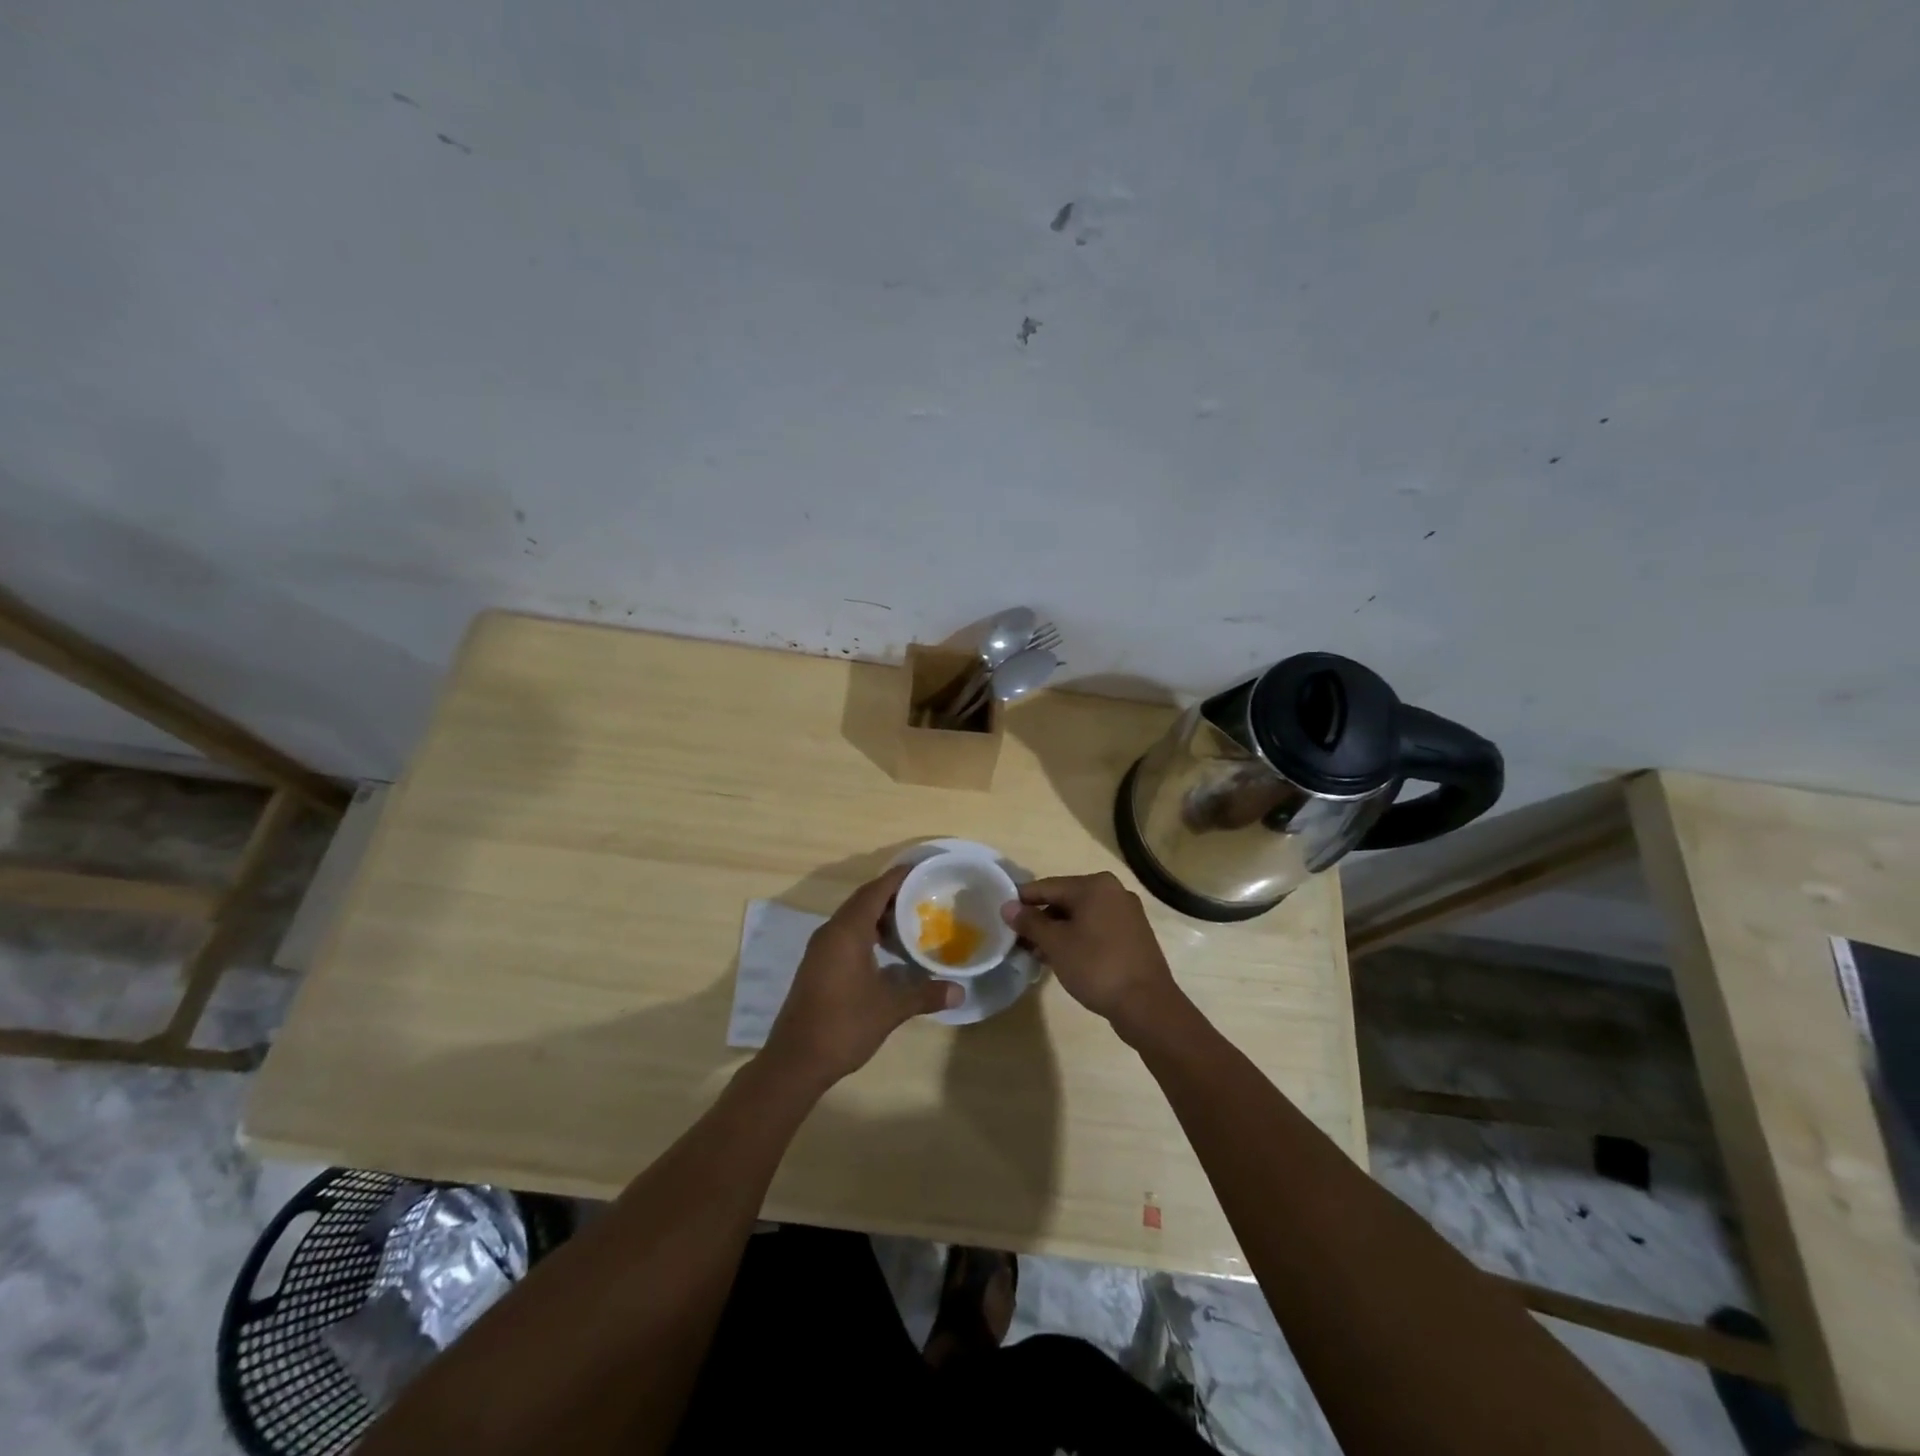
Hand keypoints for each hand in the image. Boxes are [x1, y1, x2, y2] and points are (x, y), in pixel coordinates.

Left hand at [762, 864, 959, 1088]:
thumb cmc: (844, 1025)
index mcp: (847, 932)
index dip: (898, 877)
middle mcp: (831, 932)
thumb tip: (960, 992)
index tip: (923, 870)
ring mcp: (820, 949)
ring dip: (878, 915)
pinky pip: (845, 934)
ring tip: (910, 921)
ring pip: (852, 918)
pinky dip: (866, 931)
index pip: (875, 890)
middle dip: (892, 894)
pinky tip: (886, 951)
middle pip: (863, 900)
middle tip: (924, 895)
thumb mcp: (890, 1009)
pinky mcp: (817, 965)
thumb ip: (925, 995)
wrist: (795, 1060)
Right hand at [1000, 871, 1182, 1037]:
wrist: (1147, 1005)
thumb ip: (1030, 922)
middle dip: (1040, 919)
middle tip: (1017, 939)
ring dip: (1057, 932)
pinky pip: (1096, 930)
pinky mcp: (1133, 936)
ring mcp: (1127, 914)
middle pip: (1065, 900)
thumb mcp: (1056, 943)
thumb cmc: (1096, 966)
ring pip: (1081, 917)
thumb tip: (1007, 906)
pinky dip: (1077, 939)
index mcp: (1095, 885)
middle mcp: (1113, 892)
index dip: (1022, 900)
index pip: (1048, 886)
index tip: (1001, 913)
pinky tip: (1061, 958)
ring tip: (1034, 952)